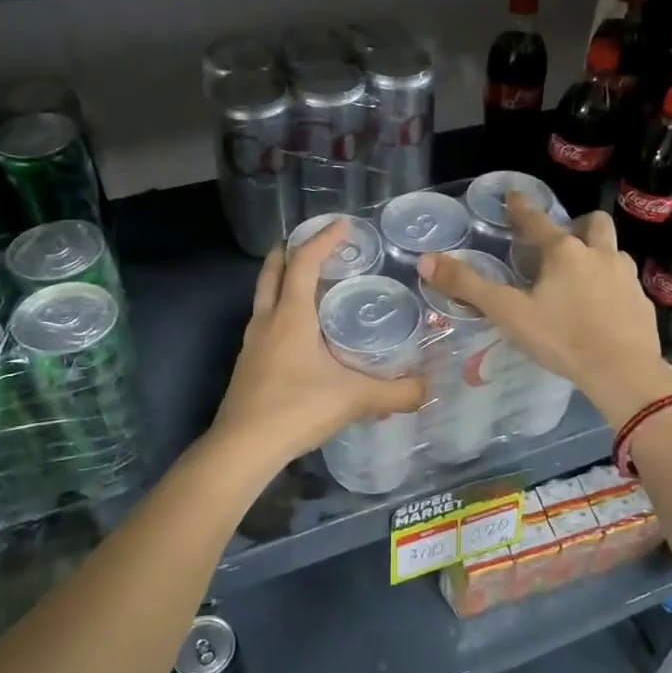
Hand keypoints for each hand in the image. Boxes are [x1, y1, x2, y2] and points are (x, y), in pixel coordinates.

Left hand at [211, 221, 425, 468]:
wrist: (242, 448)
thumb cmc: (296, 409)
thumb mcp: (354, 399)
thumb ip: (396, 393)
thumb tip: (428, 389)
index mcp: (291, 316)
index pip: (303, 263)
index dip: (322, 240)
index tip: (342, 225)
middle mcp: (267, 321)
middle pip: (272, 271)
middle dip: (290, 250)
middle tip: (314, 244)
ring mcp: (252, 343)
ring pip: (264, 297)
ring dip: (282, 281)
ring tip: (310, 283)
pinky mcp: (248, 365)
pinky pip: (264, 323)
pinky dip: (281, 311)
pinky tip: (300, 333)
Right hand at [417, 195, 671, 426]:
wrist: (622, 371)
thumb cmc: (561, 338)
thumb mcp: (508, 312)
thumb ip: (469, 286)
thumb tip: (427, 260)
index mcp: (564, 252)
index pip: (537, 220)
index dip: (521, 208)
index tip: (514, 196)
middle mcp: (599, 254)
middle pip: (593, 224)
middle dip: (578, 225)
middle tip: (562, 242)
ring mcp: (626, 277)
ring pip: (613, 252)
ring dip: (598, 255)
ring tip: (581, 277)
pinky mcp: (642, 302)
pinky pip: (626, 284)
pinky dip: (612, 287)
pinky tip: (602, 309)